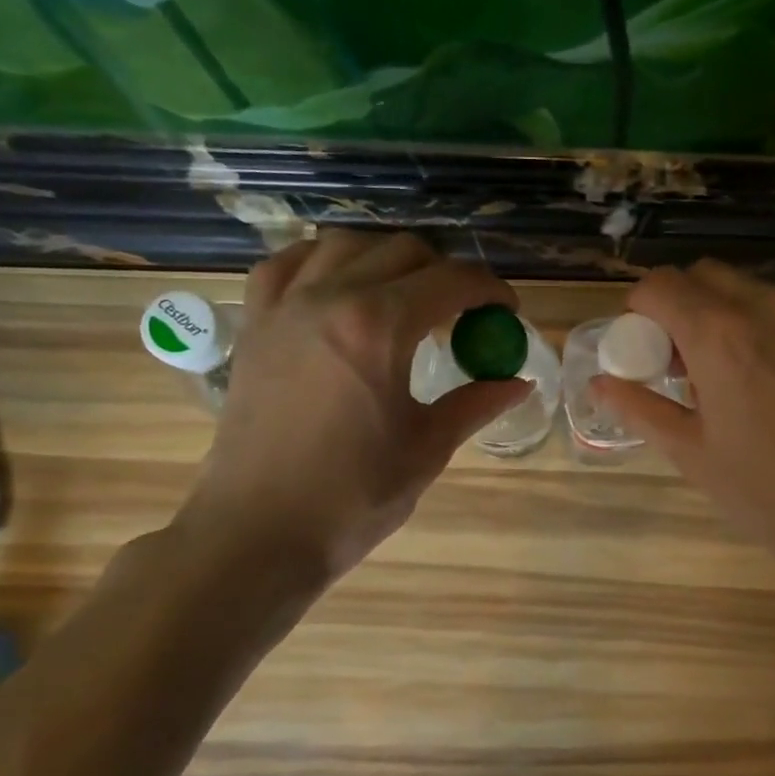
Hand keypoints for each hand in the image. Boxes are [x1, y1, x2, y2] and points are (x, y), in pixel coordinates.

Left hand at [174, 233, 529, 580]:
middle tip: (464, 311)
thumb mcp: (426, 448)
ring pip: (345, 244)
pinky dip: (323, 262)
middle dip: (445, 271)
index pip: (451, 281)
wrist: (259, 531)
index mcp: (379, 326)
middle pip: (402, 251)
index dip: (490, 290)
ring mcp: (284, 305)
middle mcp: (329, 297)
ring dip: (387, 259)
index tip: (508, 311)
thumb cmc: (352, 496)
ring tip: (406, 295)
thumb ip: (475, 404)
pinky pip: (289, 264)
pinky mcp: (255, 324)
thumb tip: (519, 383)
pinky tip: (339, 287)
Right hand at [592, 261, 774, 593]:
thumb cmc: (766, 493)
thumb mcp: (691, 454)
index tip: (643, 347)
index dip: (640, 309)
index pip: (661, 284)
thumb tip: (600, 384)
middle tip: (682, 360)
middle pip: (708, 277)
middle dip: (683, 305)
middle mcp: (770, 309)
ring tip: (733, 377)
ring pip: (755, 293)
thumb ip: (640, 408)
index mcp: (720, 335)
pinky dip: (771, 333)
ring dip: (728, 317)